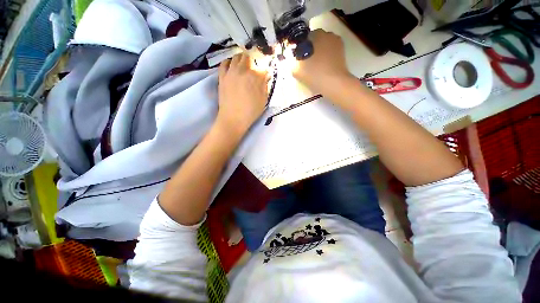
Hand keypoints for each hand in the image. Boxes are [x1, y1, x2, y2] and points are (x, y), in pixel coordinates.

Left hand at [217, 52, 268, 135]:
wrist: (233, 118)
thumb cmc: (251, 111)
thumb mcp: (263, 100)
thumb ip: (265, 85)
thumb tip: (266, 76)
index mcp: (255, 76)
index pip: (263, 68)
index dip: (265, 71)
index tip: (265, 76)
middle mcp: (243, 70)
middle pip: (248, 57)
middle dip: (253, 61)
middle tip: (254, 69)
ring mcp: (231, 72)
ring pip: (236, 57)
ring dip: (241, 59)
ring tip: (243, 66)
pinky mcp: (222, 76)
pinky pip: (224, 63)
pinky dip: (229, 62)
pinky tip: (231, 66)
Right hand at [293, 29, 350, 93]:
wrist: (334, 84)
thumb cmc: (314, 73)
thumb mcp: (296, 69)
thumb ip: (291, 61)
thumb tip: (290, 58)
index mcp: (317, 34)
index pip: (305, 37)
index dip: (301, 48)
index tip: (298, 58)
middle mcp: (329, 35)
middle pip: (316, 41)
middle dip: (310, 50)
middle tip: (306, 64)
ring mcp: (338, 44)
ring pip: (324, 47)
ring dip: (319, 54)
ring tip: (314, 67)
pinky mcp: (343, 54)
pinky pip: (330, 54)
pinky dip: (326, 59)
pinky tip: (322, 69)